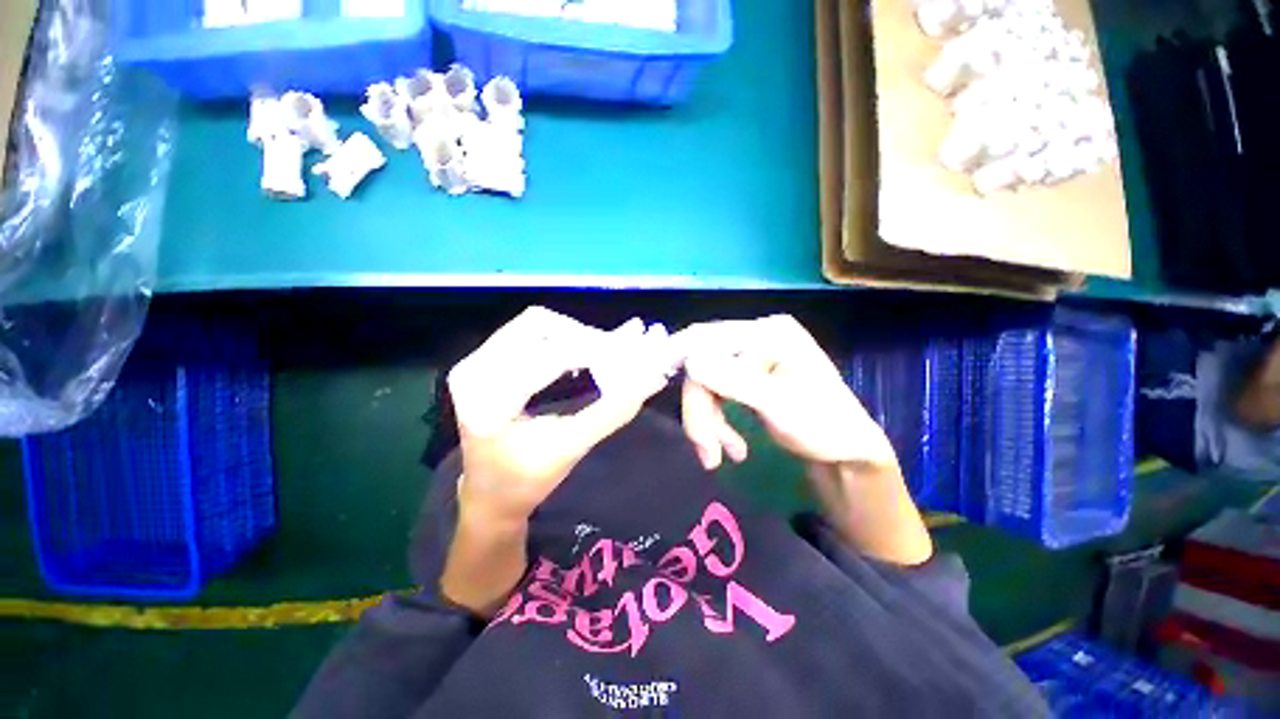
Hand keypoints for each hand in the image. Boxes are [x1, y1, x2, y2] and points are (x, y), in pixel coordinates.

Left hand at [447, 307, 671, 525]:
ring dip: (573, 334)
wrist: (488, 494)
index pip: (550, 356)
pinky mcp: (482, 359)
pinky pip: (528, 332)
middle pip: (539, 325)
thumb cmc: (526, 481)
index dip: (597, 349)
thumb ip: (611, 411)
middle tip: (617, 353)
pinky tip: (580, 356)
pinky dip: (560, 338)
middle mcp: (473, 370)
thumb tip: (651, 377)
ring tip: (602, 354)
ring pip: (535, 323)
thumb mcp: (571, 448)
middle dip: (584, 336)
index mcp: (489, 401)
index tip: (634, 353)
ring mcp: (473, 361)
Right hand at [674, 315, 930, 564]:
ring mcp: (751, 355)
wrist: (847, 452)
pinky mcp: (747, 375)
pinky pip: (715, 392)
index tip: (669, 396)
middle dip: (700, 410)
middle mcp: (756, 336)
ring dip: (706, 420)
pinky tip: (730, 445)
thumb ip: (735, 381)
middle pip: (703, 364)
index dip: (683, 365)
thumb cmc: (825, 427)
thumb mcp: (780, 407)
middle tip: (706, 452)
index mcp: (769, 333)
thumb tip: (690, 362)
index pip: (709, 340)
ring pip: (705, 381)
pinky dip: (715, 420)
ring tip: (719, 456)